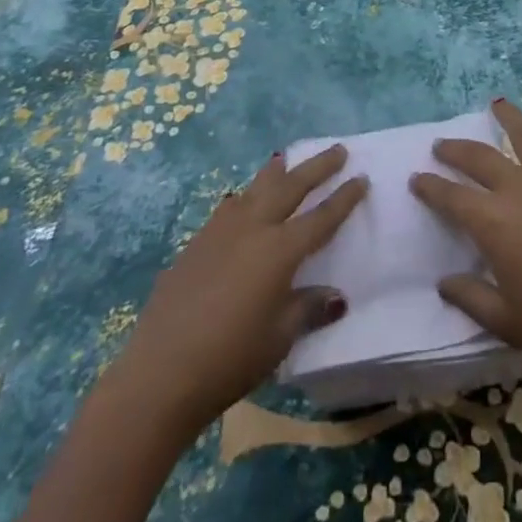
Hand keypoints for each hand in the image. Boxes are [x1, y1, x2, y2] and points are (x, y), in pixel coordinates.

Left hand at [108, 147, 366, 437]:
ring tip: (287, 158)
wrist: (160, 372)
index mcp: (280, 250)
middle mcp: (253, 228)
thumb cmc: (230, 359)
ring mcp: (221, 231)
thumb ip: (308, 308)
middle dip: (318, 166)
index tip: (362, 178)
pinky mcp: (196, 243)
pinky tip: (243, 201)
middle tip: (338, 150)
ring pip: (256, 188)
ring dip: (277, 173)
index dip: (344, 198)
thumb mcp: (280, 337)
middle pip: (291, 186)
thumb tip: (336, 296)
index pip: (322, 217)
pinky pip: (230, 207)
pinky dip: (246, 197)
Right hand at [410, 99, 521, 373]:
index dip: (430, 187)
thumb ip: (470, 298)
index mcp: (492, 222)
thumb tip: (444, 283)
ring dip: (509, 118)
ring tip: (497, 103)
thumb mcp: (506, 321)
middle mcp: (518, 189)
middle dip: (456, 150)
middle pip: (480, 158)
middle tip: (442, 144)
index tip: (415, 177)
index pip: (450, 198)